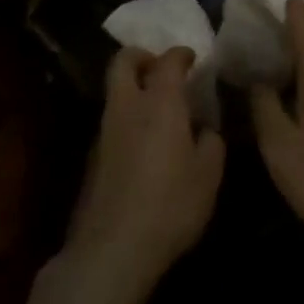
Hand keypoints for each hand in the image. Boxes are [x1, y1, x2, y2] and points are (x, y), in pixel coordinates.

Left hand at [64, 47, 225, 295]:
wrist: (112, 249)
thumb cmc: (170, 205)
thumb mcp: (209, 174)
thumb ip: (211, 142)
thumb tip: (204, 129)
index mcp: (160, 103)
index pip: (168, 61)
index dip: (181, 54)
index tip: (192, 58)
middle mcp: (127, 107)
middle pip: (123, 62)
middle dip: (142, 56)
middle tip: (161, 68)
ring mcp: (104, 132)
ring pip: (115, 92)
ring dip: (134, 89)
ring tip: (159, 109)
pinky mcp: (93, 157)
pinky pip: (112, 121)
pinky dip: (128, 118)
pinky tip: (146, 144)